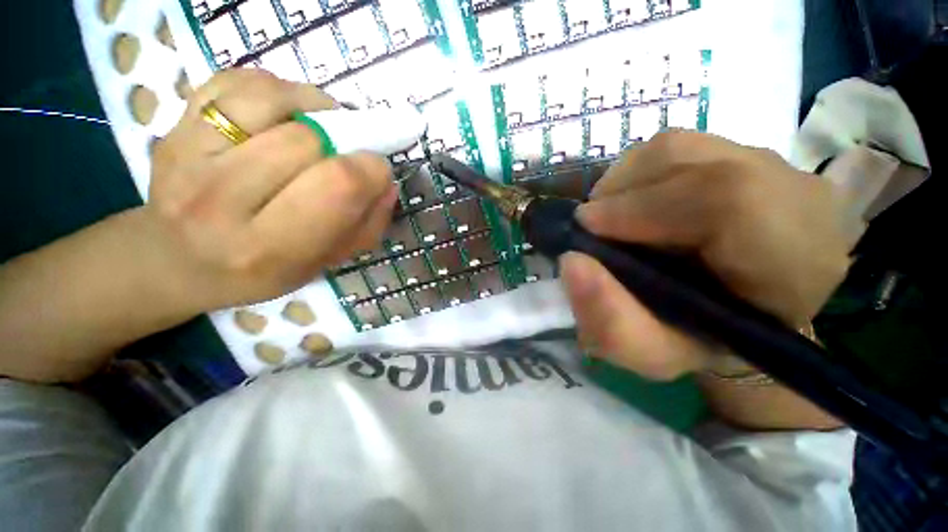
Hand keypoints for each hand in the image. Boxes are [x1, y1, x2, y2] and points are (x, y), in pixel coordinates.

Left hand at [144, 69, 396, 311]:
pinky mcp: (172, 125)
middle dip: (344, 142)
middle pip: (307, 140)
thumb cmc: (263, 269)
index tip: (377, 172)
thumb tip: (385, 181)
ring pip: (270, 99)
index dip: (371, 169)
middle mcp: (221, 201)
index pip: (338, 185)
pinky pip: (236, 82)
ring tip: (319, 127)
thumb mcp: (328, 262)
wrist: (177, 261)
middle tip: (347, 153)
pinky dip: (274, 89)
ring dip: (312, 107)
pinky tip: (283, 114)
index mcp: (270, 246)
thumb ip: (367, 225)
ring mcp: (186, 156)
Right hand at [560, 132, 849, 379]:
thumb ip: (611, 321)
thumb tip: (572, 263)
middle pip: (688, 157)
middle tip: (594, 229)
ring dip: (626, 183)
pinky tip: (636, 205)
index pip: (724, 198)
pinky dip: (640, 174)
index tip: (586, 230)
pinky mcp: (751, 154)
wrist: (740, 316)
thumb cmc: (699, 342)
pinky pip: (679, 148)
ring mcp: (777, 165)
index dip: (638, 207)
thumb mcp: (651, 353)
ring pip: (676, 147)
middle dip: (620, 193)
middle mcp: (795, 196)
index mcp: (792, 261)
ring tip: (614, 219)